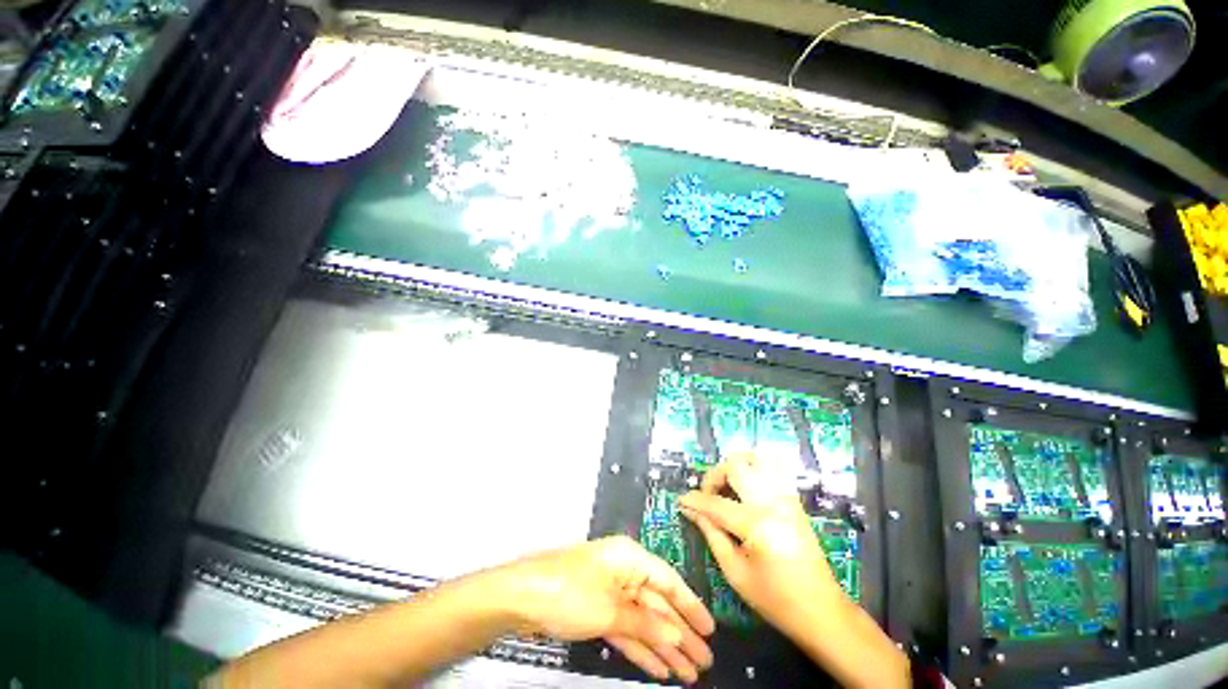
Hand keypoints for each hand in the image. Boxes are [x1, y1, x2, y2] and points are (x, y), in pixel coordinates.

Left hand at [500, 536, 715, 682]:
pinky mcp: (599, 612)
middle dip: (681, 634)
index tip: (711, 630)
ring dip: (665, 647)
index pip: (668, 581)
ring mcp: (611, 594)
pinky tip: (660, 669)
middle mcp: (625, 573)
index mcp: (630, 558)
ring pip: (645, 622)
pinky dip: (642, 649)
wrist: (523, 597)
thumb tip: (677, 635)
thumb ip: (646, 623)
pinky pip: (627, 631)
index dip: (691, 606)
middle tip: (705, 662)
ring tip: (689, 673)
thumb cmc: (571, 591)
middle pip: (659, 605)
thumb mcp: (610, 609)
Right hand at [679, 453, 908, 688]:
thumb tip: (690, 510)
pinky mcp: (794, 500)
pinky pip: (774, 468)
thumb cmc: (775, 599)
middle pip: (736, 465)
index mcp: (756, 524)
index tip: (681, 500)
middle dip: (715, 475)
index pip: (715, 502)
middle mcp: (772, 502)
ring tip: (727, 484)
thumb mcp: (734, 572)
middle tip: (707, 493)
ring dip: (737, 464)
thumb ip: (711, 534)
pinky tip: (747, 486)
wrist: (822, 611)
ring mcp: (786, 497)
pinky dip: (756, 468)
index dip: (694, 500)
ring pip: (759, 457)